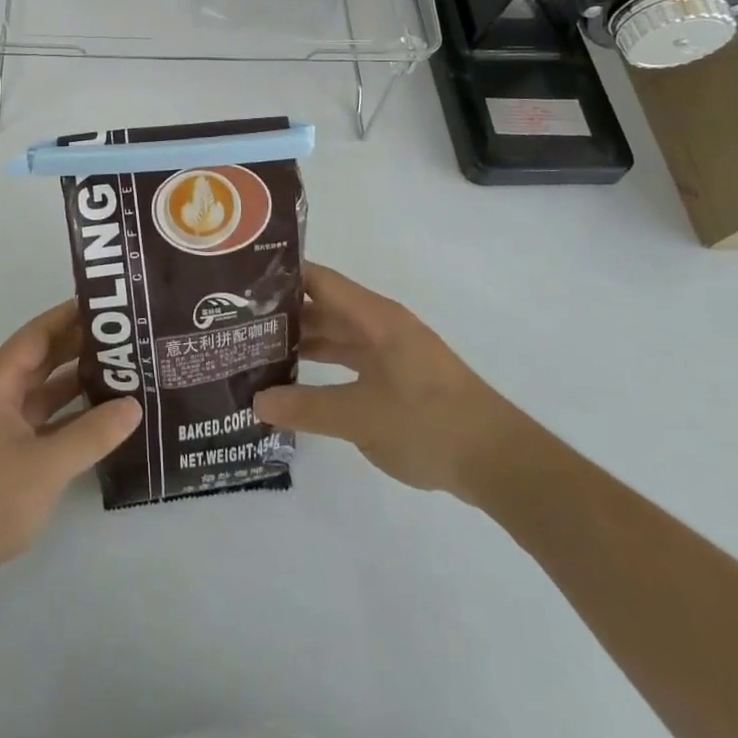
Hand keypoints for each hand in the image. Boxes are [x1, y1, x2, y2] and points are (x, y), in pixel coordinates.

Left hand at [0, 300, 141, 602]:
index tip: (113, 304)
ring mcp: (0, 425)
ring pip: (47, 392)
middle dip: (84, 347)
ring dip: (81, 383)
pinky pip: (45, 421)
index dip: (73, 315)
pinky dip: (72, 417)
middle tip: (131, 338)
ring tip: (127, 373)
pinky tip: (105, 420)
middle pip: (45, 358)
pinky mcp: (6, 454)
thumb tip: (135, 405)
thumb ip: (92, 433)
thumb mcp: (46, 465)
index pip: (40, 333)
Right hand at [253, 262, 513, 502]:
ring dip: (303, 342)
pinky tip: (297, 383)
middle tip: (238, 321)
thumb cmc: (428, 423)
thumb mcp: (360, 416)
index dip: (282, 275)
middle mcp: (381, 325)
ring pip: (337, 335)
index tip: (241, 279)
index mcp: (374, 317)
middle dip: (284, 313)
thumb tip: (256, 402)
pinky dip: (324, 366)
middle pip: (325, 307)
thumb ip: (306, 407)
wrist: (498, 462)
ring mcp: (392, 352)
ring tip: (257, 350)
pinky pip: (351, 360)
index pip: (319, 280)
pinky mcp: (399, 378)